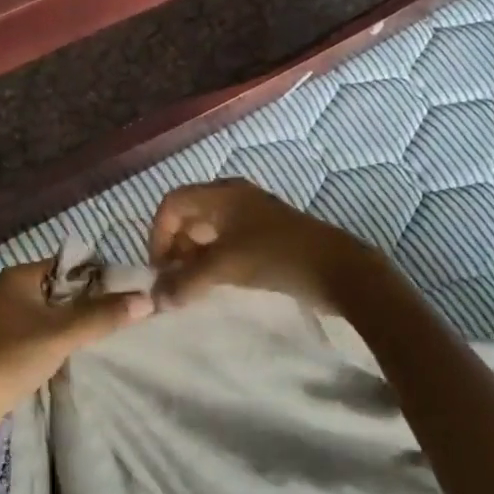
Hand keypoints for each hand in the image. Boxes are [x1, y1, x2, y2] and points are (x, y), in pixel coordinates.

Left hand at [0, 260, 150, 460]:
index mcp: (20, 277)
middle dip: (94, 305)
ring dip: (80, 329)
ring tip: (117, 337)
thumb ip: (103, 315)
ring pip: (57, 319)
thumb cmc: (9, 357)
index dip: (100, 277)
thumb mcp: (61, 332)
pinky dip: (66, 348)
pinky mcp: (10, 354)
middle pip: (65, 293)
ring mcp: (11, 326)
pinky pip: (47, 341)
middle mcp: (14, 295)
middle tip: (131, 316)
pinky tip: (89, 359)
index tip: (132, 292)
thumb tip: (147, 299)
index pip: (70, 266)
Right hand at [148, 179, 389, 311]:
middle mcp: (234, 197)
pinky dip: (214, 259)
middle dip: (175, 246)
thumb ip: (185, 282)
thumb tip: (155, 299)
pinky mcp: (266, 234)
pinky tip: (217, 283)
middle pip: (189, 214)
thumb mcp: (225, 268)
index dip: (158, 234)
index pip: (172, 203)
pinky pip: (227, 241)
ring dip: (194, 256)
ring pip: (208, 230)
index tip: (160, 269)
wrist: (338, 268)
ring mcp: (252, 214)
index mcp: (221, 194)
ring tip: (193, 287)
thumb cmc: (276, 256)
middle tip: (174, 280)